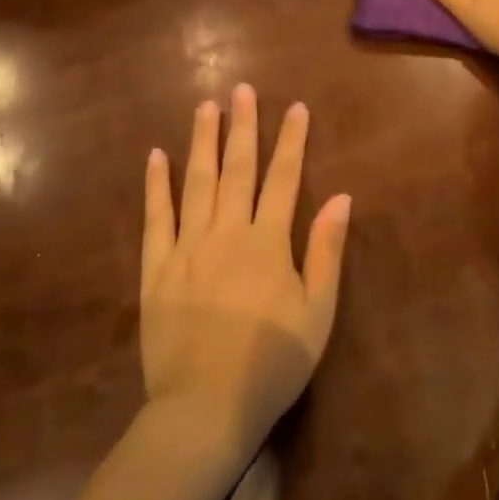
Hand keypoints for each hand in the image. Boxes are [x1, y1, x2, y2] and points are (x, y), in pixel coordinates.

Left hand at [141, 85, 351, 467]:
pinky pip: (156, 218)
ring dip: (202, 141)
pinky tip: (155, 157)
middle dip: (242, 126)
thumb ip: (326, 252)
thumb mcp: (317, 313)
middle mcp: (227, 232)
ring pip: (196, 182)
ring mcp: (187, 247)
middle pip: (237, 169)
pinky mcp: (156, 269)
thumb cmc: (271, 364)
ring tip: (205, 106)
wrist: (205, 409)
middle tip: (242, 89)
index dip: (292, 141)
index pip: (284, 178)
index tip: (296, 107)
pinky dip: (156, 185)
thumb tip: (343, 198)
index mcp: (268, 242)